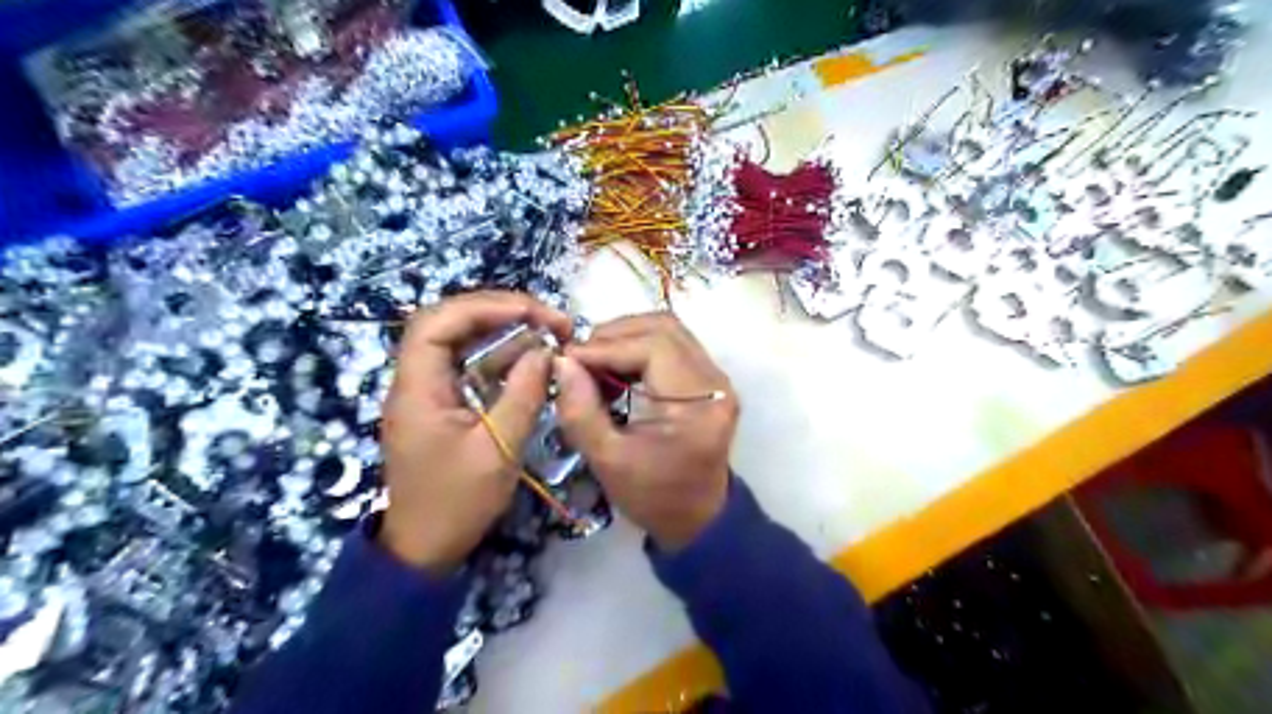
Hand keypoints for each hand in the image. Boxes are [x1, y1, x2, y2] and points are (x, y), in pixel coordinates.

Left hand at [377, 290, 572, 573]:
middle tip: (548, 319)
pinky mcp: (444, 405)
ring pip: (462, 344)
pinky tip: (532, 360)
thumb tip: (545, 351)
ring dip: (505, 333)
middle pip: (450, 324)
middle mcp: (416, 382)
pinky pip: (471, 368)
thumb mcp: (498, 450)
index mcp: (417, 389)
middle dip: (500, 312)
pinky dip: (502, 358)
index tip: (533, 311)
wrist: (425, 549)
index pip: (437, 322)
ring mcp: (429, 393)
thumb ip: (522, 395)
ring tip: (548, 333)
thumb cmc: (457, 503)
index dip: (485, 306)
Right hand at [555, 312, 734, 551]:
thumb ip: (581, 411)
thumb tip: (561, 362)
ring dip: (625, 338)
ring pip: (668, 330)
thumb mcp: (608, 461)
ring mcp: (715, 377)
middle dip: (614, 335)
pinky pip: (671, 345)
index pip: (653, 348)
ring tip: (593, 363)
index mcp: (698, 403)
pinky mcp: (707, 380)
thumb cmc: (653, 497)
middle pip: (664, 328)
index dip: (605, 347)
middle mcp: (715, 381)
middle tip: (578, 359)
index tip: (566, 360)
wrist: (697, 519)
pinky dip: (637, 348)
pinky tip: (613, 370)